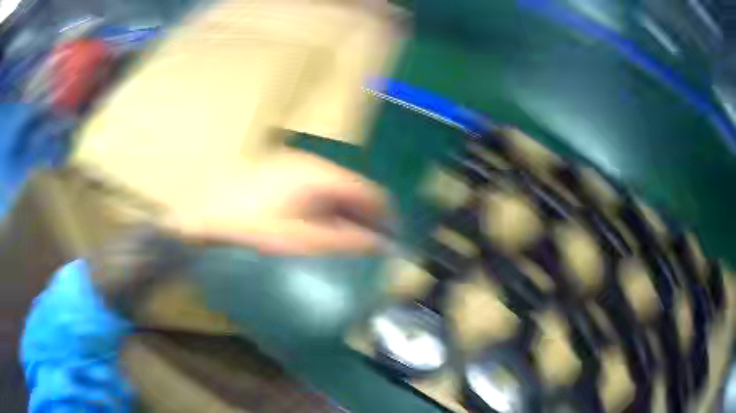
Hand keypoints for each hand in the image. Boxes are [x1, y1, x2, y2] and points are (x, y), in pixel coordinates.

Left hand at [174, 150, 390, 254]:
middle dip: (362, 219)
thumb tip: (380, 246)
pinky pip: (313, 191)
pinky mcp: (278, 173)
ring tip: (338, 243)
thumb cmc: (252, 230)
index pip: (371, 193)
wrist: (201, 215)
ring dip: (341, 215)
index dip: (385, 219)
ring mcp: (292, 166)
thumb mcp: (301, 242)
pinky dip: (322, 210)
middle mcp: (312, 164)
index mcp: (322, 176)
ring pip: (332, 190)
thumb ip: (345, 242)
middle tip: (363, 249)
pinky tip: (311, 229)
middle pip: (352, 190)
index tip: (388, 245)